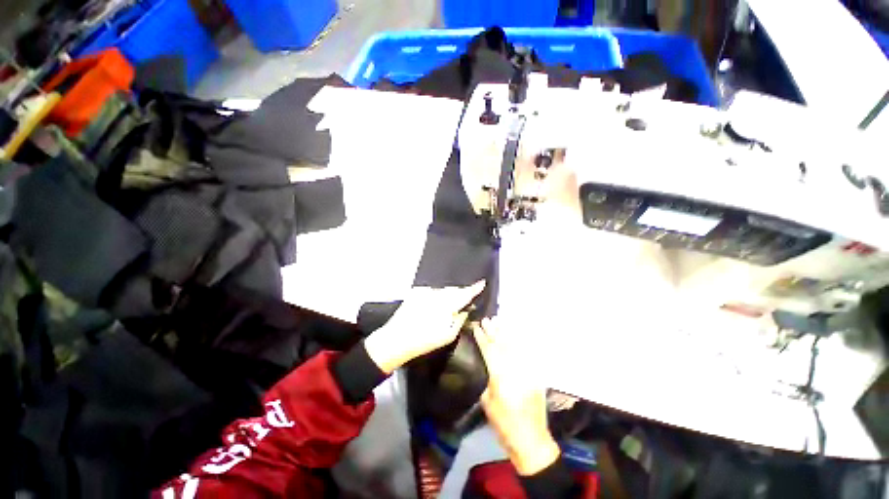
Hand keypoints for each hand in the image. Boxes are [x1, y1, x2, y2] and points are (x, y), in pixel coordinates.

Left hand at [364, 281, 484, 373]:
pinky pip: (431, 291)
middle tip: (462, 302)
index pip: (465, 293)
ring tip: (444, 307)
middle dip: (460, 293)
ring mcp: (426, 291)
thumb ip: (460, 320)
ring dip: (447, 295)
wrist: (396, 338)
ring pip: (442, 290)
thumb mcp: (448, 335)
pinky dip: (435, 296)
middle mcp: (438, 294)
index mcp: (448, 305)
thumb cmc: (425, 341)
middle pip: (454, 290)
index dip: (475, 287)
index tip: (482, 282)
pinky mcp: (416, 291)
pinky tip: (431, 306)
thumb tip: (466, 309)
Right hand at [473, 318, 560, 475]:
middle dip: (493, 331)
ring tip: (498, 321)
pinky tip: (514, 335)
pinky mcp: (535, 374)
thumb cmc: (503, 424)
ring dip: (505, 332)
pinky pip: (525, 353)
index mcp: (500, 376)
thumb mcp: (487, 402)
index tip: (476, 327)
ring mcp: (526, 370)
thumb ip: (485, 379)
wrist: (531, 439)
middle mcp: (514, 369)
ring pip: (514, 345)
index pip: (489, 350)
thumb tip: (483, 363)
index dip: (482, 337)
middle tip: (487, 319)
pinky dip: (518, 342)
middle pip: (502, 344)